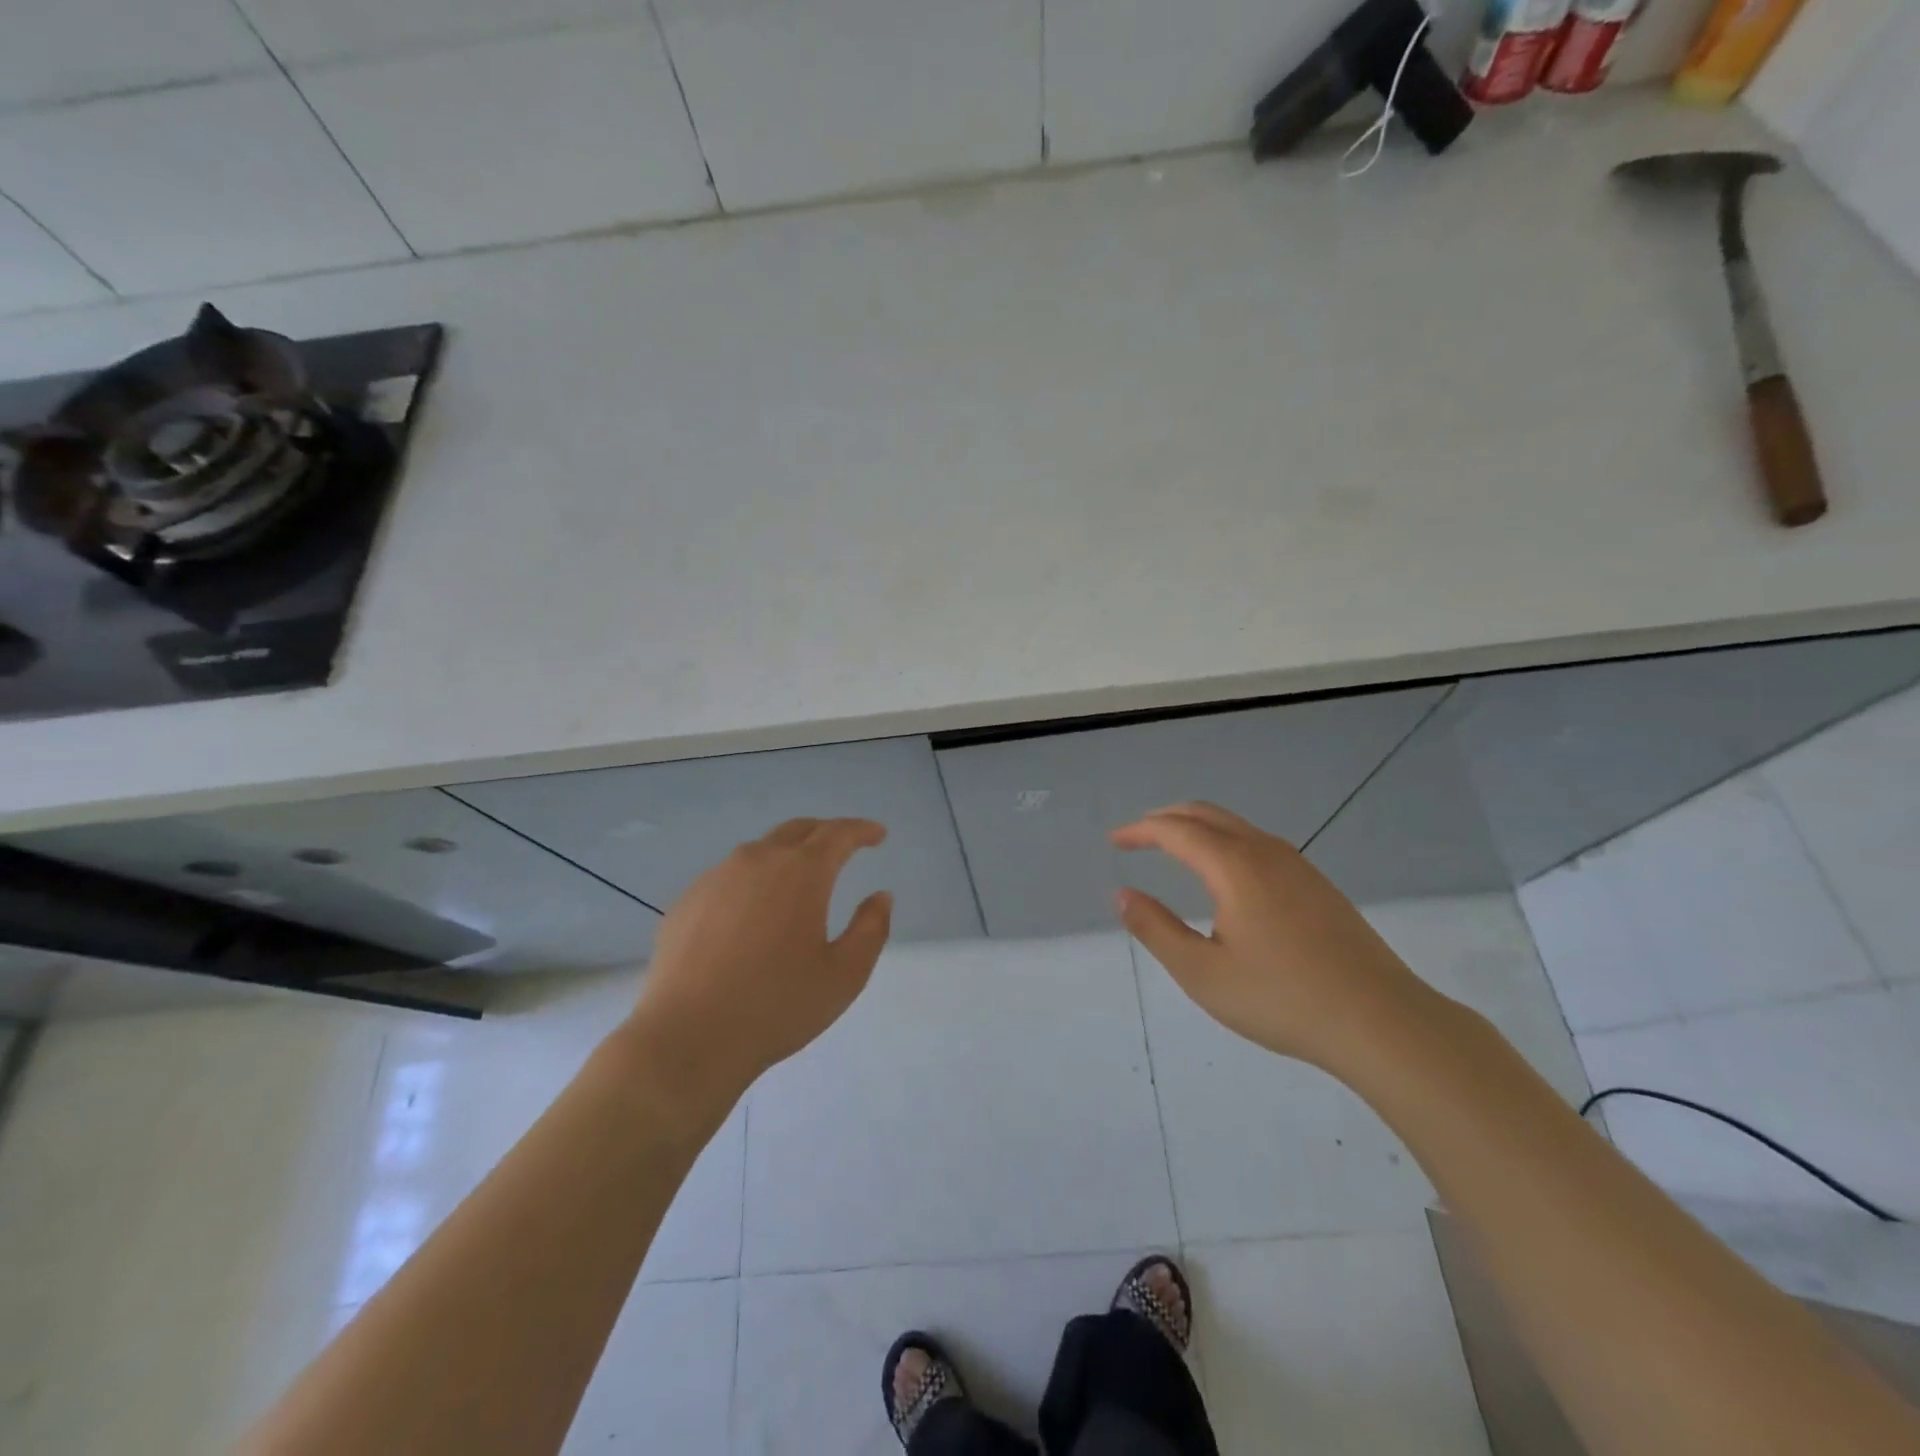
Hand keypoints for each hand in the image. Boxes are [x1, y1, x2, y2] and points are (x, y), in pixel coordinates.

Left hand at [624, 818, 893, 1111]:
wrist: (688, 1039)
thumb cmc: (777, 1006)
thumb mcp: (844, 975)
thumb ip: (871, 929)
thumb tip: (880, 897)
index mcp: (801, 872)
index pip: (838, 834)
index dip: (862, 830)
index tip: (878, 834)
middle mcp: (757, 861)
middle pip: (797, 831)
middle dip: (825, 833)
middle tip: (843, 847)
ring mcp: (715, 878)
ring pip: (759, 851)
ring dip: (786, 856)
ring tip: (798, 881)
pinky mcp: (686, 902)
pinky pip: (728, 878)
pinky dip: (752, 882)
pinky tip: (752, 913)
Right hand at [1111, 802, 1435, 1069]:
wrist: (1382, 1021)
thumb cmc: (1282, 998)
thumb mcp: (1202, 972)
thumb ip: (1157, 929)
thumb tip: (1123, 895)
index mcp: (1234, 866)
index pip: (1176, 830)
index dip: (1140, 831)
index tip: (1115, 841)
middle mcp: (1266, 852)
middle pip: (1207, 814)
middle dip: (1166, 819)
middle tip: (1137, 836)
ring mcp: (1298, 866)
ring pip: (1236, 827)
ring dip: (1198, 828)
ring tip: (1174, 848)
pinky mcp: (1318, 885)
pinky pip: (1258, 844)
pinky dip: (1225, 842)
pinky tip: (1224, 876)